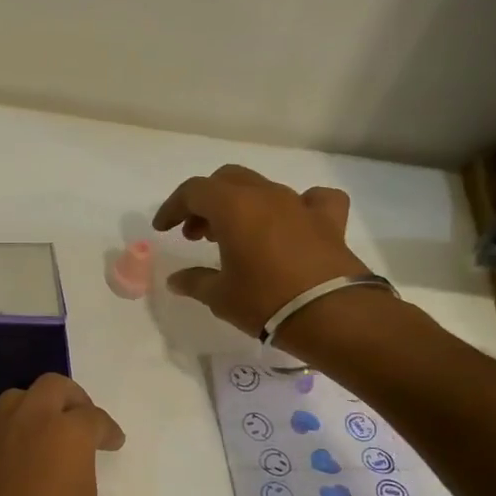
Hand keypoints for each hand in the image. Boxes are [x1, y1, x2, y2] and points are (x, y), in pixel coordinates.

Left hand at [0, 374, 125, 495]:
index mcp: (66, 435)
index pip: (92, 417)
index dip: (108, 429)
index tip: (114, 442)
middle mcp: (28, 427)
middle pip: (50, 387)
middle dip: (72, 398)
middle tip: (84, 421)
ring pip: (15, 401)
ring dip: (35, 409)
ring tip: (51, 436)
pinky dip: (11, 438)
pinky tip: (22, 464)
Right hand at [153, 164, 369, 337]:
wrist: (332, 314)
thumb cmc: (265, 301)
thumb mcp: (219, 296)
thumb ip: (194, 282)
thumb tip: (176, 279)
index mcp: (233, 207)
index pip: (193, 191)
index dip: (173, 207)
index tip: (163, 229)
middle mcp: (266, 196)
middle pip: (226, 180)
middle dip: (205, 202)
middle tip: (196, 234)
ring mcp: (300, 204)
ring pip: (262, 188)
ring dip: (241, 205)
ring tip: (234, 235)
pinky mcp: (329, 220)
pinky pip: (312, 198)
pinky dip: (297, 206)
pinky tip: (292, 222)